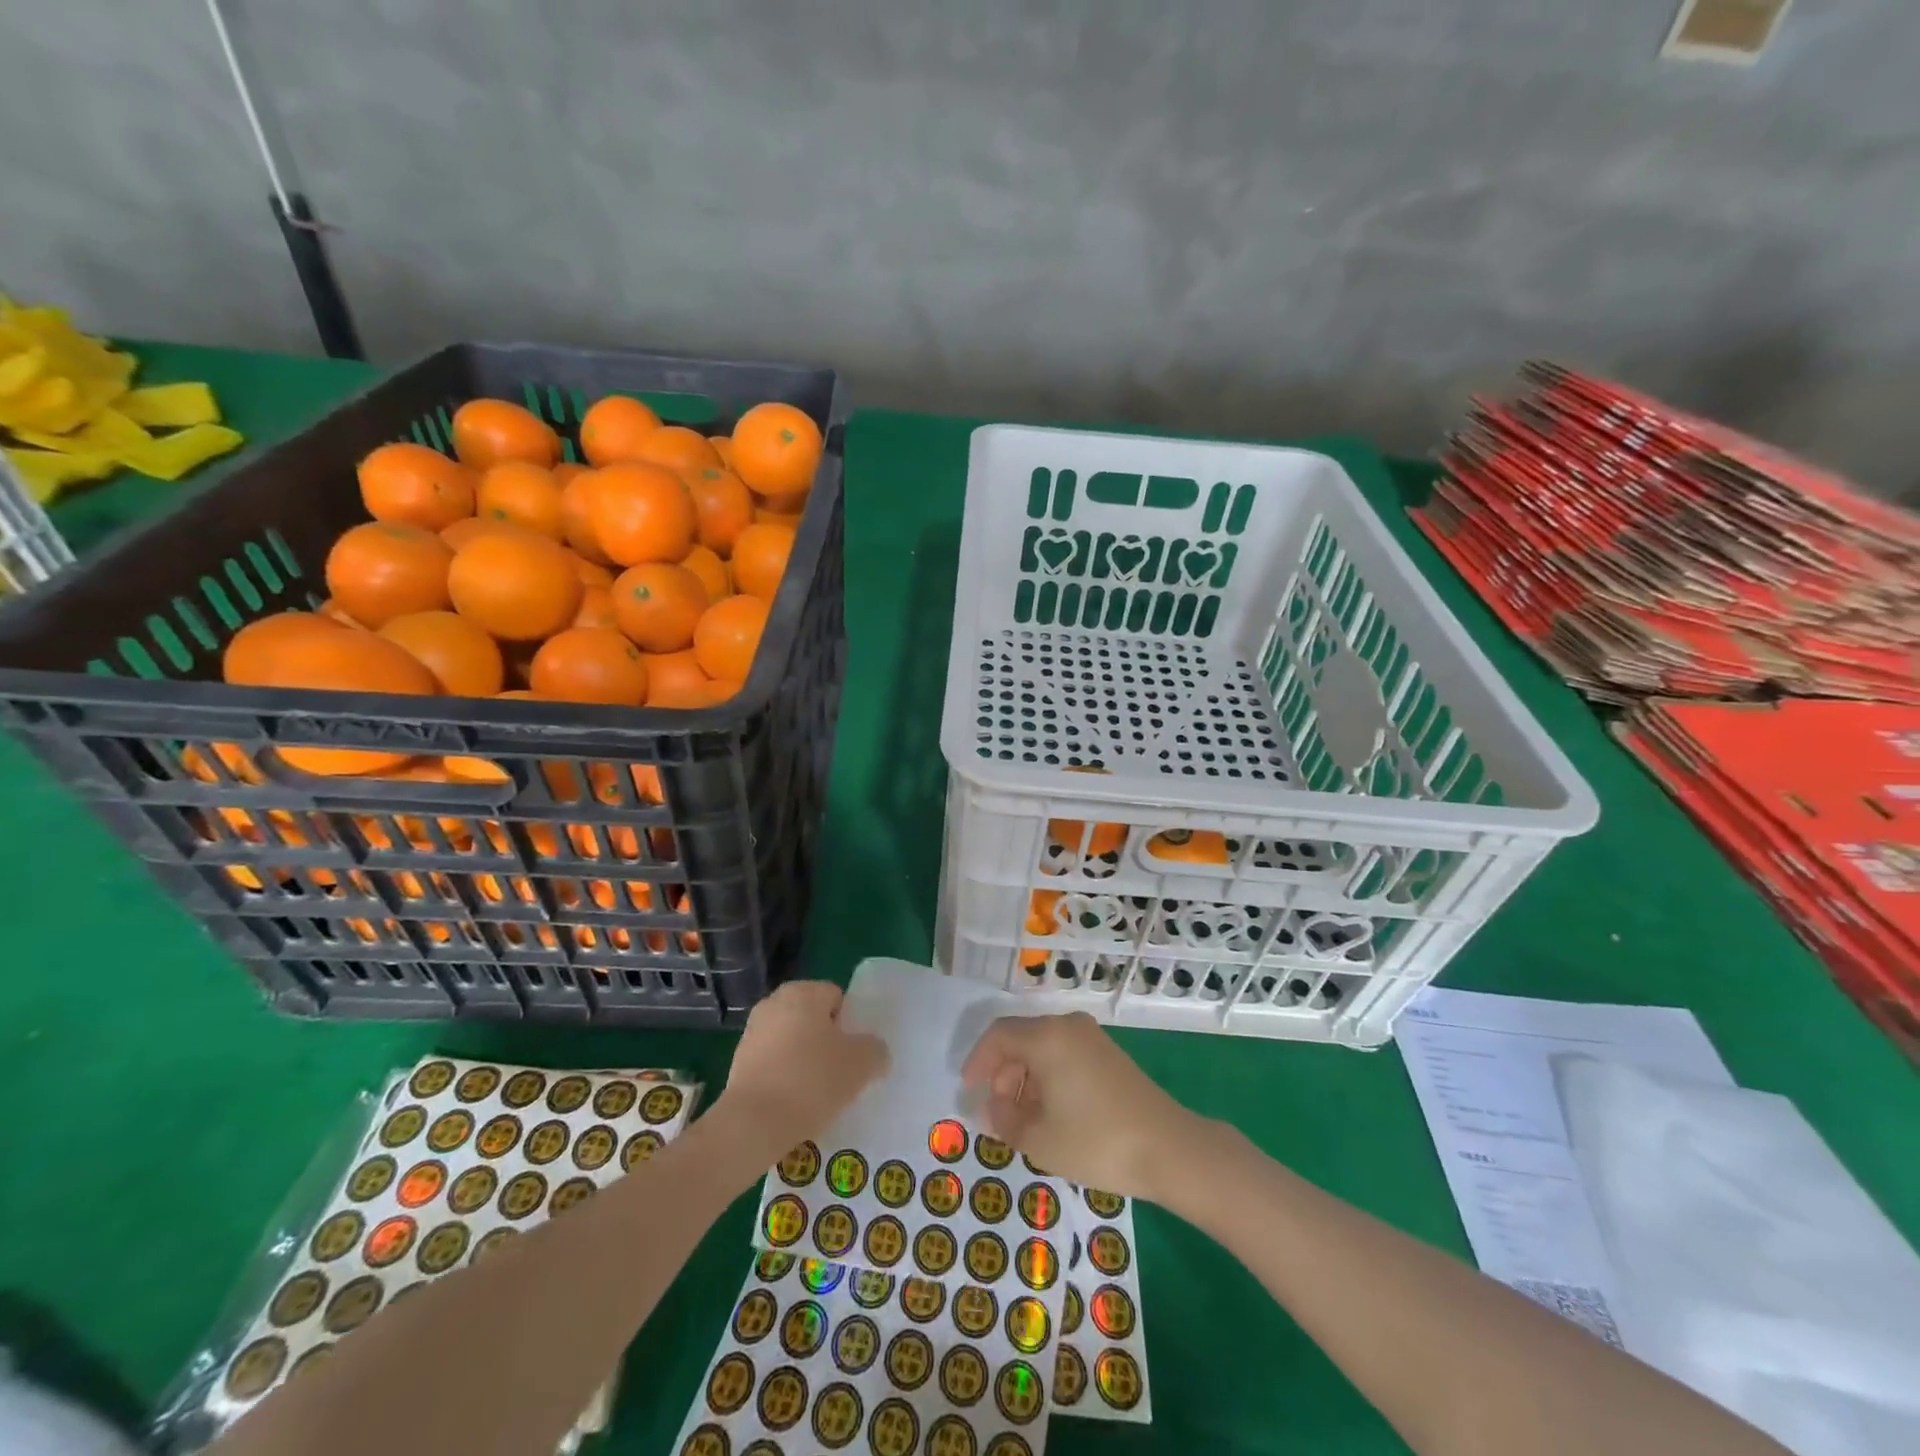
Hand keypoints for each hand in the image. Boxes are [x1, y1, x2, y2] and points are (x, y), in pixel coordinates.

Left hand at [716, 980, 887, 1164]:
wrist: (752, 1125)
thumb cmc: (811, 1081)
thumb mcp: (860, 1064)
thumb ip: (875, 1050)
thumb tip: (874, 1051)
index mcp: (803, 992)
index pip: (837, 997)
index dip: (850, 1025)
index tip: (855, 1054)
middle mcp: (774, 1003)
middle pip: (812, 1019)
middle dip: (826, 1042)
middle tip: (841, 1073)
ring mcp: (752, 1033)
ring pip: (792, 1042)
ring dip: (804, 1061)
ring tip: (818, 1094)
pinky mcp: (737, 1063)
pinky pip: (773, 1064)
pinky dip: (784, 1078)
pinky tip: (794, 1105)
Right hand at [960, 1012, 1196, 1199]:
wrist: (1168, 1148)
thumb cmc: (1096, 1141)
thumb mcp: (1039, 1139)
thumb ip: (1004, 1120)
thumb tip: (993, 1108)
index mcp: (1047, 1037)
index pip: (998, 1036)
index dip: (978, 1062)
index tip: (968, 1091)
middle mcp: (1068, 1026)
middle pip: (1021, 1039)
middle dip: (1002, 1074)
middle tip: (997, 1113)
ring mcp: (1092, 1038)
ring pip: (1043, 1048)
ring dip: (1025, 1078)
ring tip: (1023, 1120)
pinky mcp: (1109, 1054)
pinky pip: (1064, 1055)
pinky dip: (1048, 1077)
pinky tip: (1051, 1113)